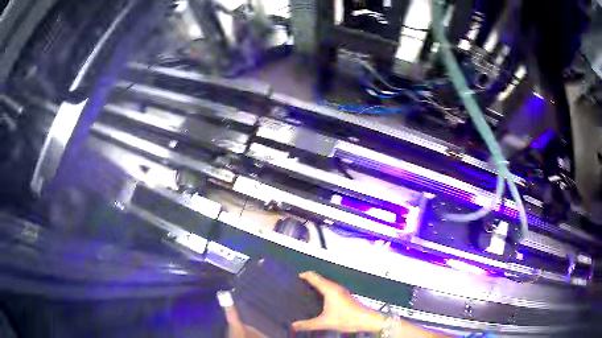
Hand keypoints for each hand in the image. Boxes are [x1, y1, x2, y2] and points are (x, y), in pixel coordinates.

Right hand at [292, 271, 385, 332]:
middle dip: (308, 280)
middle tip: (294, 286)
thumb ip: (308, 324)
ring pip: (325, 284)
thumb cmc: (345, 318)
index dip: (304, 275)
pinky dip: (321, 290)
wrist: (366, 320)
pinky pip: (329, 289)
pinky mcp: (344, 296)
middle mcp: (335, 287)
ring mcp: (341, 291)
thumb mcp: (324, 323)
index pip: (314, 277)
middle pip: (319, 279)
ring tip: (303, 292)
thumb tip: (292, 325)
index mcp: (329, 289)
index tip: (292, 278)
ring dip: (315, 285)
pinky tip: (317, 299)